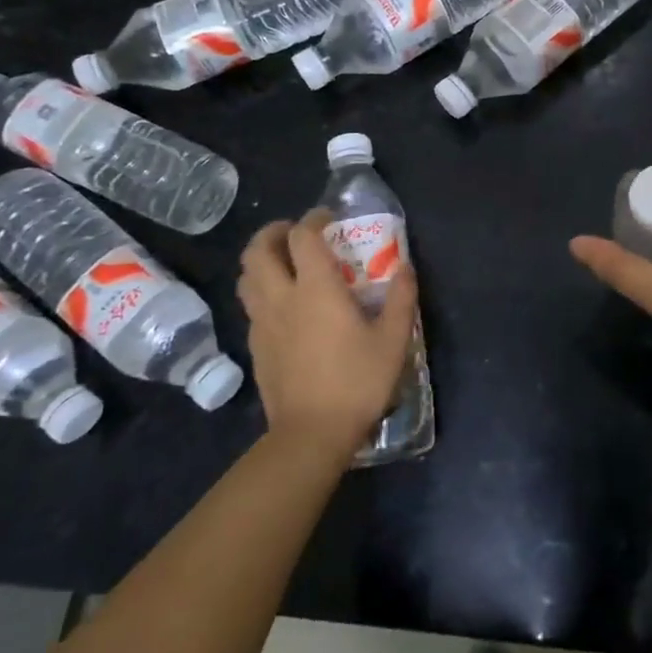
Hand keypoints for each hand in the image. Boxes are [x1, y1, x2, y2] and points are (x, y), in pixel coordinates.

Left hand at [238, 211, 418, 454]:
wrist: (311, 434)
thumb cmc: (357, 381)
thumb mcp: (394, 339)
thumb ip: (402, 297)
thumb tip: (405, 267)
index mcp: (316, 289)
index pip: (303, 236)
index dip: (313, 219)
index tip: (329, 218)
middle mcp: (282, 297)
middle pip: (259, 249)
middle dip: (275, 232)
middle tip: (296, 234)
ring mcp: (263, 323)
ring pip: (246, 277)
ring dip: (262, 260)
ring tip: (285, 264)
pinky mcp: (256, 347)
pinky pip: (251, 305)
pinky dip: (262, 290)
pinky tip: (284, 306)